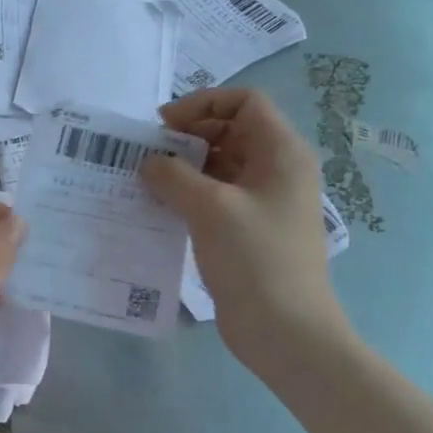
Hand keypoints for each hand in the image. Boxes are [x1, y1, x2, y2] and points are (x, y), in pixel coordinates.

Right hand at [141, 88, 349, 366]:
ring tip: (147, 180)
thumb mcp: (210, 208)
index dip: (203, 104)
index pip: (245, 102)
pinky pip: (217, 195)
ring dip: (185, 166)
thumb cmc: (255, 259)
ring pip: (221, 164)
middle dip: (188, 135)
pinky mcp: (250, 229)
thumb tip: (149, 162)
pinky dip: (189, 193)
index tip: (163, 125)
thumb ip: (173, 175)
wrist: (286, 330)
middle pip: (231, 130)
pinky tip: (161, 207)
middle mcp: (277, 170)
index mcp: (282, 153)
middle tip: (149, 154)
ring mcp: (265, 201)